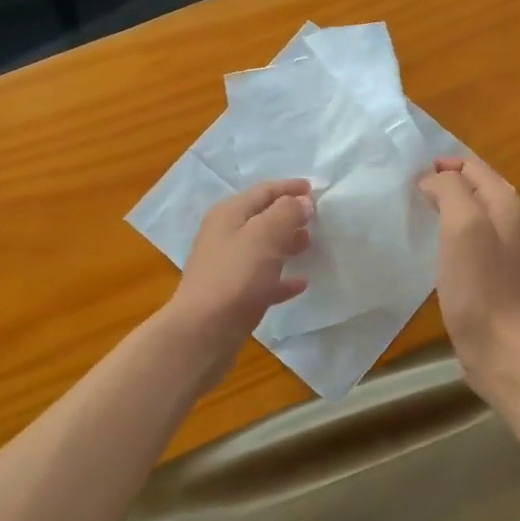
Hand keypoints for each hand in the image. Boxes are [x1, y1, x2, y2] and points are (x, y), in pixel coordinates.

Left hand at [166, 179, 313, 370]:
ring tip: (310, 245)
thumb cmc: (235, 276)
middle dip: (289, 215)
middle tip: (317, 219)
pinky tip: (301, 283)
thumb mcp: (265, 235)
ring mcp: (227, 267)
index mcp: (229, 214)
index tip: (315, 190)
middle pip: (261, 218)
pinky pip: (263, 280)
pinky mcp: (233, 296)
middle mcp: (224, 236)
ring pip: (262, 248)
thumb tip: (301, 202)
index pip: (263, 191)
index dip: (289, 188)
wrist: (203, 332)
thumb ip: (286, 213)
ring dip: (286, 243)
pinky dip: (281, 277)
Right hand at [417, 158, 519, 392]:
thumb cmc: (480, 284)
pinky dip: (442, 236)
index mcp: (504, 202)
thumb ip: (449, 190)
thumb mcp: (463, 224)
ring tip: (408, 216)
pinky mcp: (486, 273)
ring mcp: (498, 248)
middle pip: (469, 188)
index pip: (470, 165)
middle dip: (438, 184)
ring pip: (464, 214)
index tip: (406, 176)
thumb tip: (430, 180)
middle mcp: (506, 219)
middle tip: (402, 193)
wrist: (501, 347)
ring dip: (438, 210)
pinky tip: (423, 249)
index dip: (439, 165)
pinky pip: (462, 241)